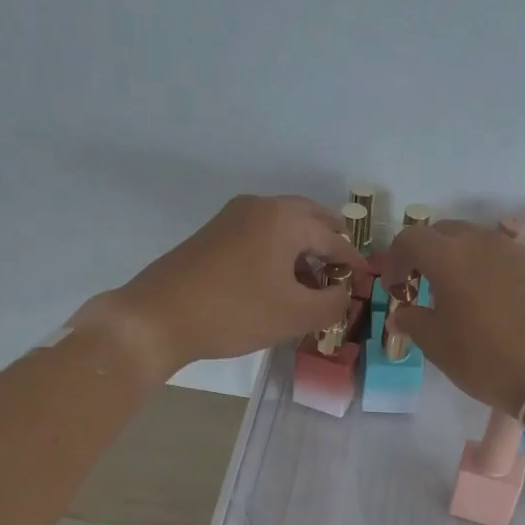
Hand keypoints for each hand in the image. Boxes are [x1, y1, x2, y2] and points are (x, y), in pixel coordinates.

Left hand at [76, 194, 366, 380]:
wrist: (157, 317)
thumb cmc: (234, 312)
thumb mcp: (295, 315)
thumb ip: (332, 303)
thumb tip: (344, 293)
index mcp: (285, 219)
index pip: (333, 238)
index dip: (353, 262)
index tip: (367, 278)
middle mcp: (260, 206)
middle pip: (308, 218)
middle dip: (329, 241)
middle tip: (343, 267)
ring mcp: (232, 217)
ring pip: (282, 225)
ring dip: (302, 246)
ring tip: (312, 280)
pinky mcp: (212, 233)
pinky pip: (259, 233)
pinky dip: (277, 250)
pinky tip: (277, 280)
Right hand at [377, 220, 524, 416]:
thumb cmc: (487, 358)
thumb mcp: (438, 345)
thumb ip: (413, 322)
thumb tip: (401, 314)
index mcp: (448, 256)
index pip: (410, 238)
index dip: (395, 259)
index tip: (396, 288)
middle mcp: (480, 241)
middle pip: (443, 232)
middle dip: (425, 253)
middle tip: (421, 286)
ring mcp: (514, 251)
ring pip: (474, 240)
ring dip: (456, 258)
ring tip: (455, 294)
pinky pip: (500, 255)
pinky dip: (484, 268)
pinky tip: (488, 301)